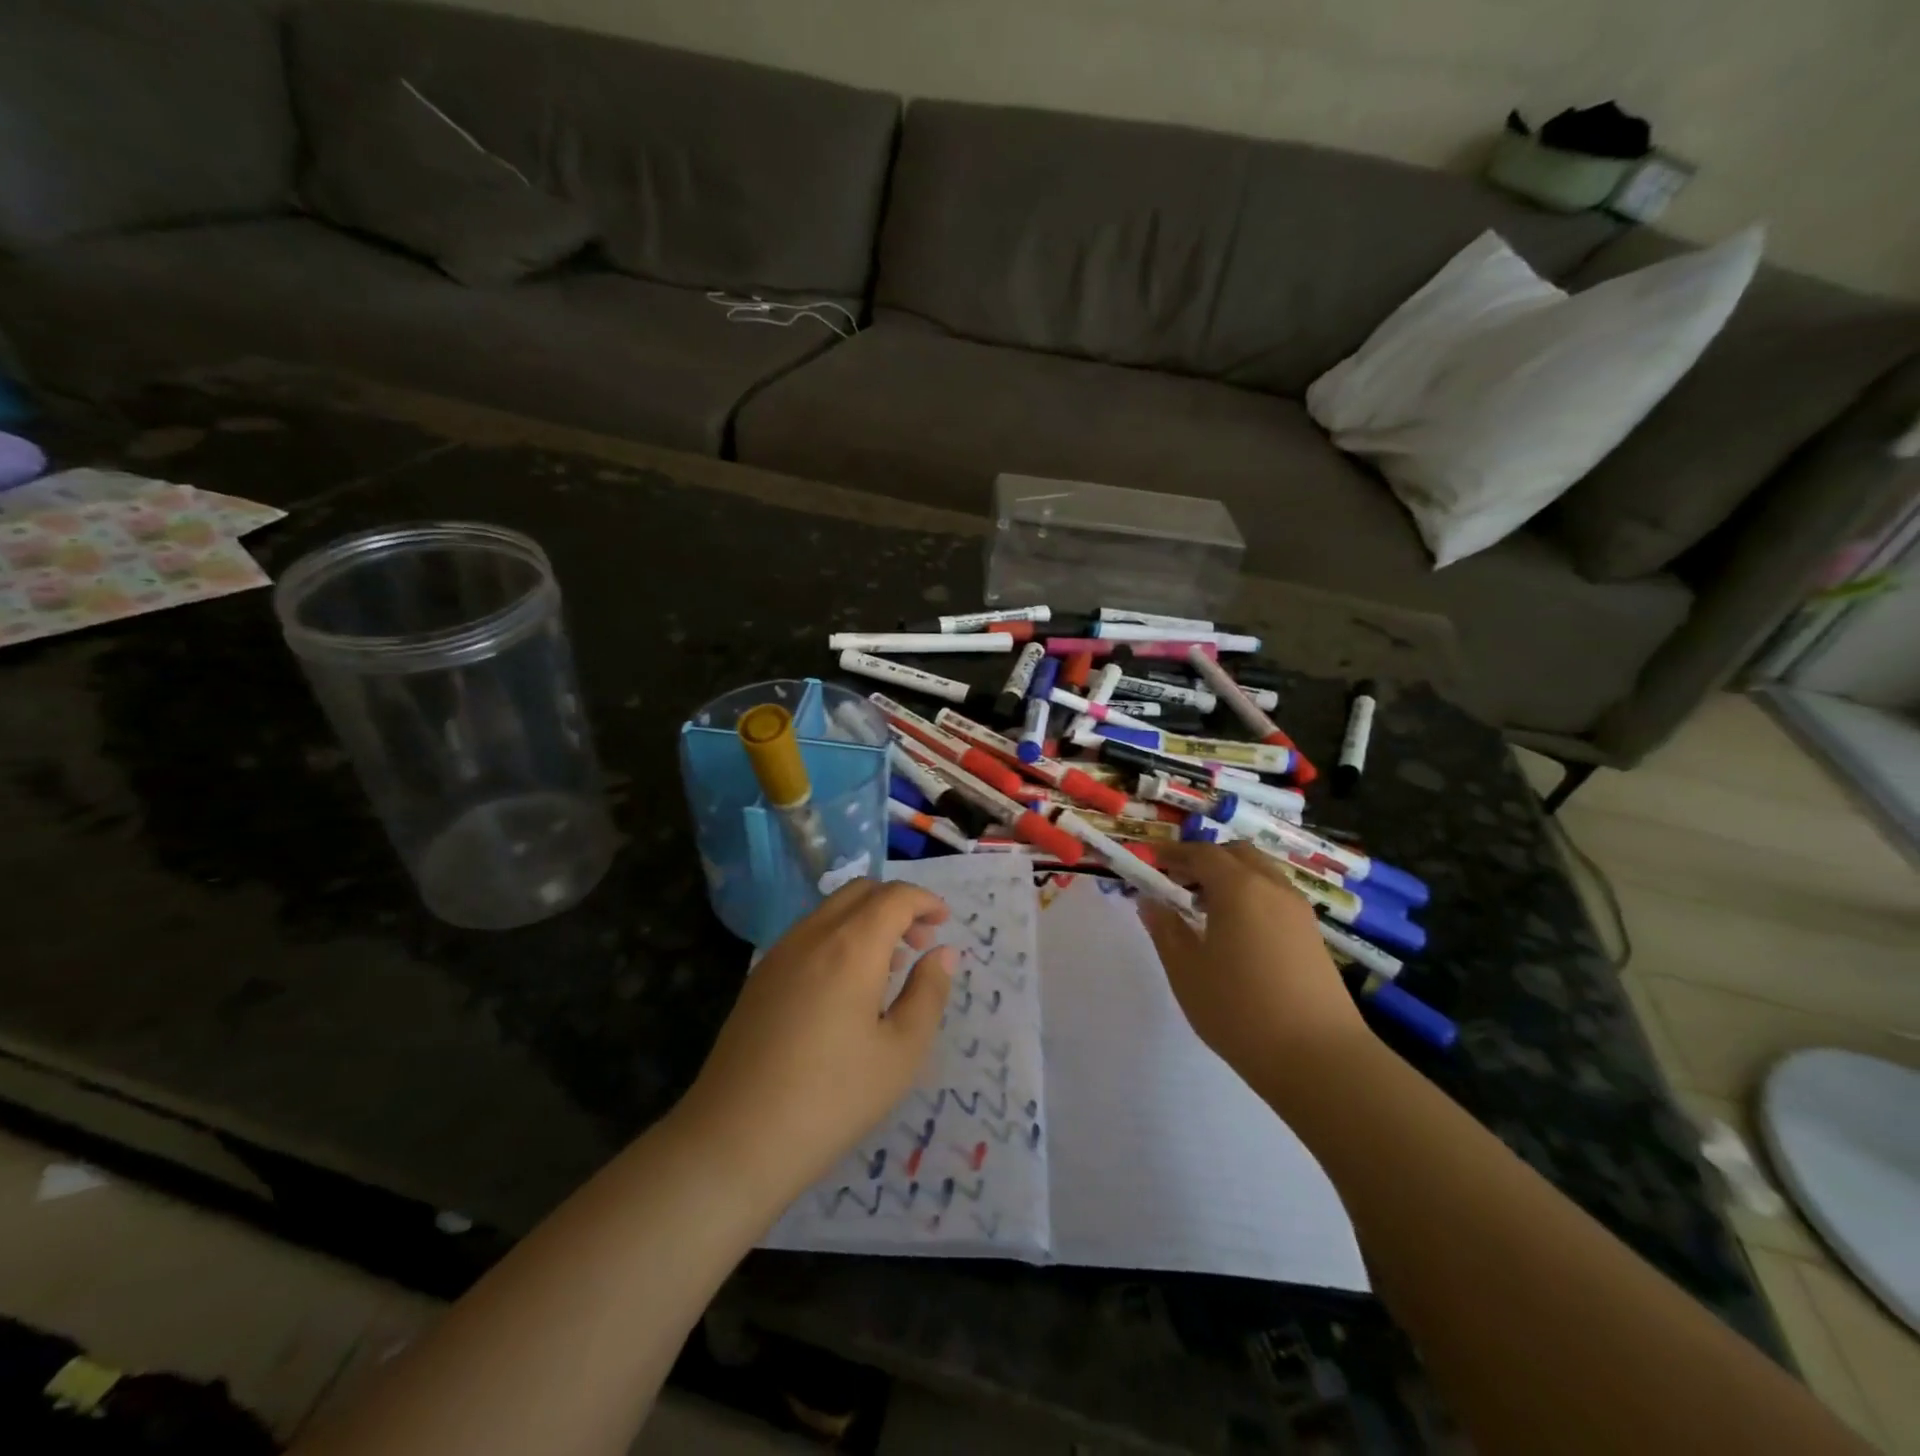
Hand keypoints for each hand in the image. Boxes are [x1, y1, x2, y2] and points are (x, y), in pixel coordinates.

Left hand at [677, 880, 955, 1204]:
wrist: (735, 1139)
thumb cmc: (832, 1098)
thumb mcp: (901, 1053)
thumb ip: (928, 993)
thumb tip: (943, 952)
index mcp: (852, 946)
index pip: (894, 897)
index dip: (925, 900)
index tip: (945, 921)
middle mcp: (813, 935)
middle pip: (860, 891)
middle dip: (897, 905)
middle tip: (921, 941)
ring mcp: (779, 953)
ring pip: (831, 910)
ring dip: (867, 920)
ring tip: (890, 967)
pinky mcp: (759, 977)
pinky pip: (808, 934)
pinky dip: (839, 937)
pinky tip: (847, 987)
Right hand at [1139, 843, 1373, 1093]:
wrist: (1318, 1057)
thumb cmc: (1239, 1009)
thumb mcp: (1186, 970)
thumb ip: (1165, 929)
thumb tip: (1150, 900)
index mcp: (1238, 888)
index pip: (1202, 853)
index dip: (1173, 852)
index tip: (1152, 860)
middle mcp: (1272, 887)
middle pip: (1236, 854)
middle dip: (1205, 859)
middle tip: (1178, 880)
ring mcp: (1298, 911)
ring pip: (1261, 873)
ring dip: (1231, 877)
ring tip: (1205, 908)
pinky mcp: (1313, 935)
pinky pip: (1275, 895)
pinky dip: (1251, 895)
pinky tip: (1236, 931)